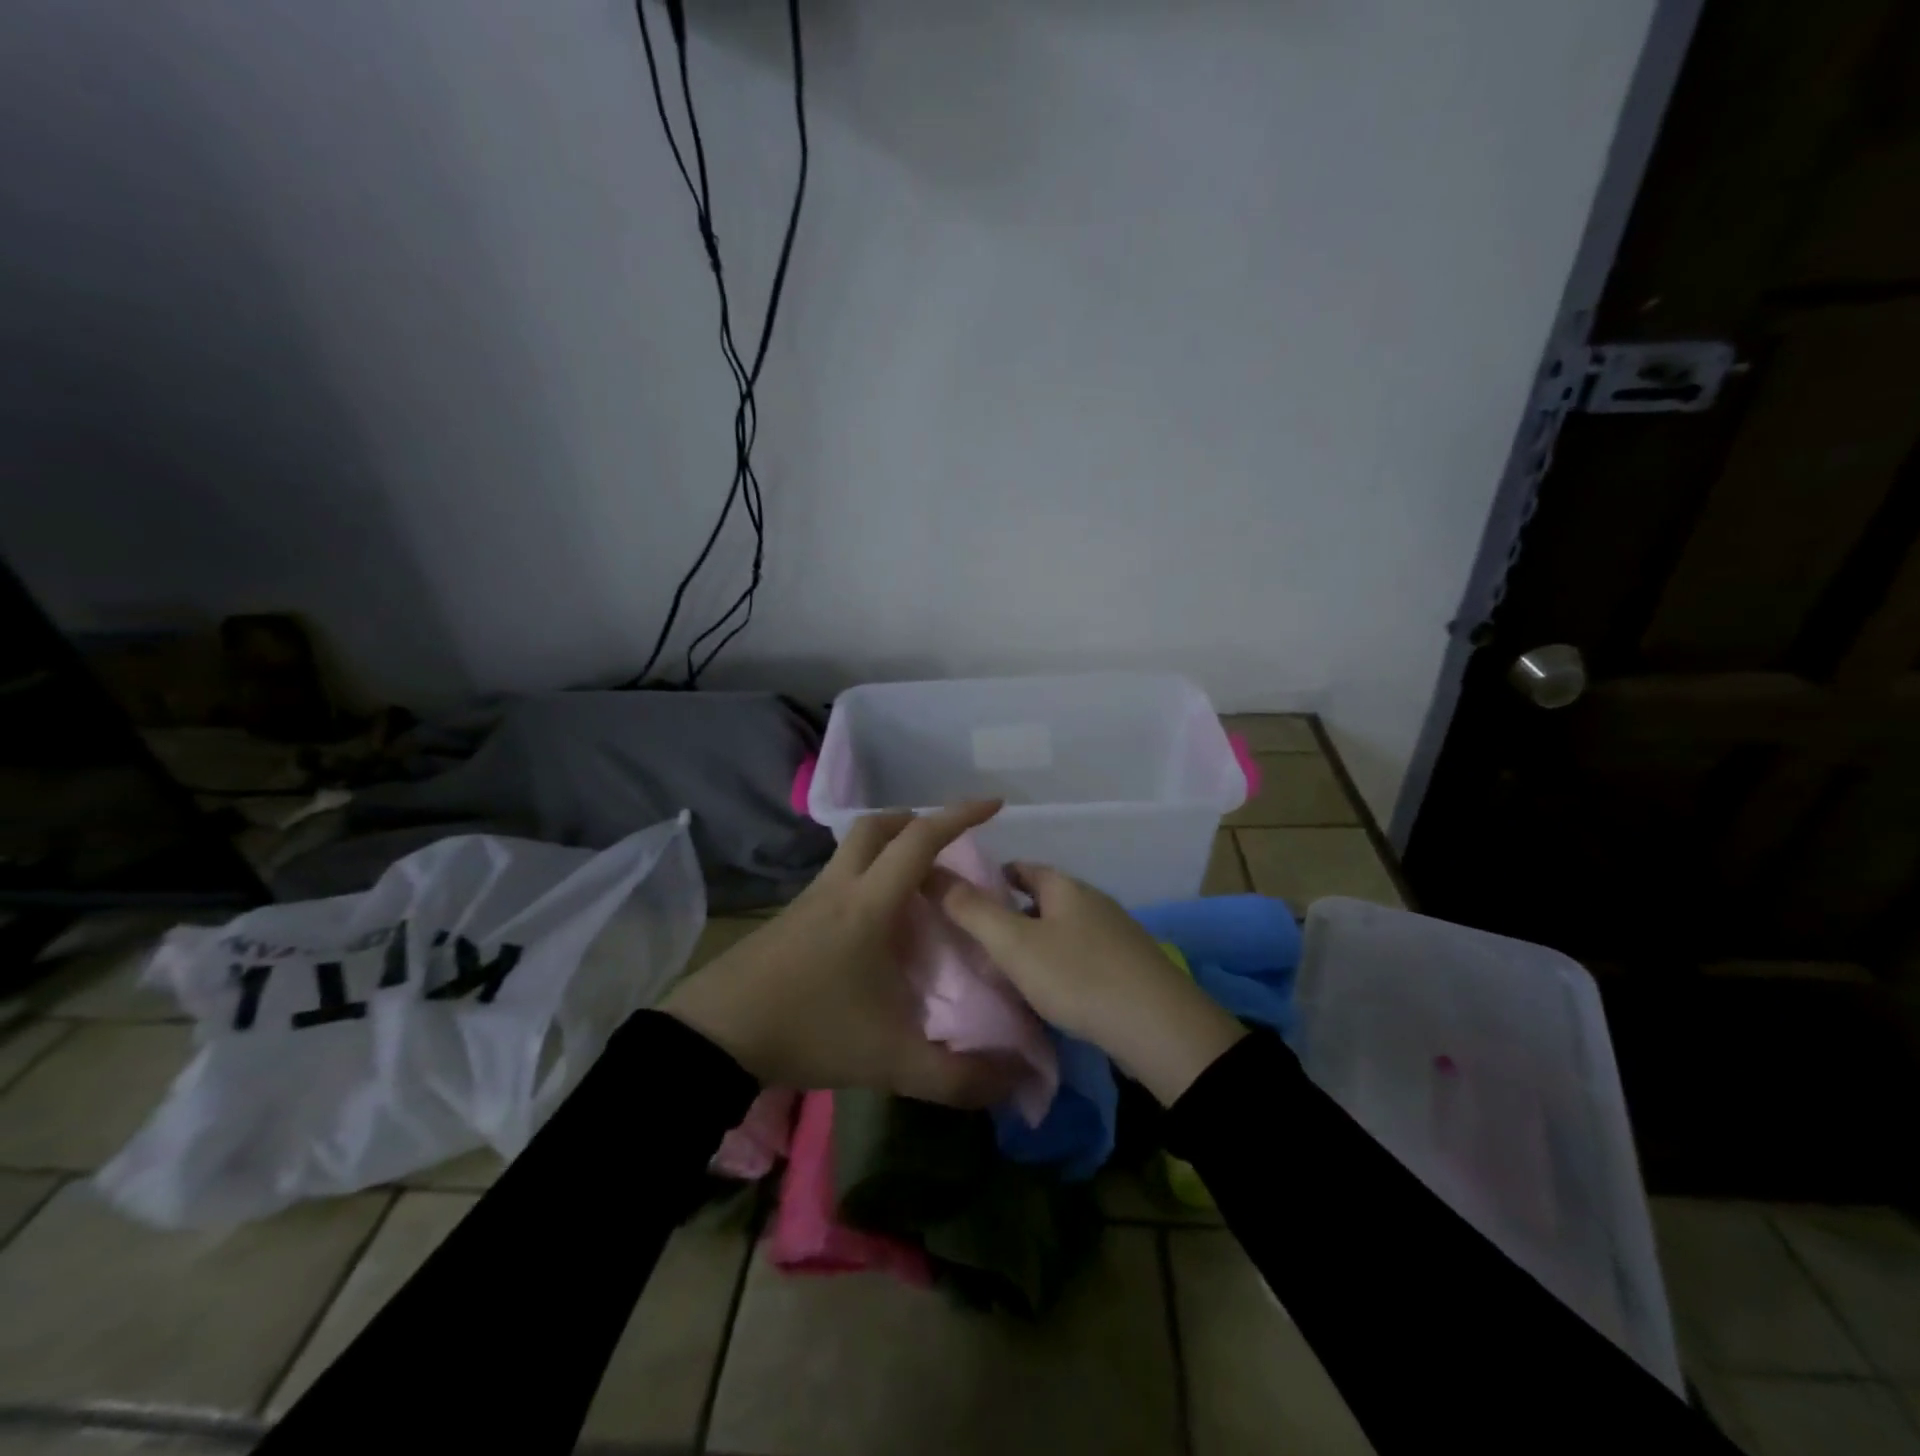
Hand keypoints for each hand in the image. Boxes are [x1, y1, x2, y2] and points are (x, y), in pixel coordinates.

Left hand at [661, 800, 1019, 1106]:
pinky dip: (865, 878)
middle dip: (916, 822)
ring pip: (852, 849)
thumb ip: (955, 1077)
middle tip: (946, 847)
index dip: (959, 816)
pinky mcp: (789, 918)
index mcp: (870, 904)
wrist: (714, 1037)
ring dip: (887, 849)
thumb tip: (1014, 1082)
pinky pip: (836, 877)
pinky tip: (874, 923)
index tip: (993, 806)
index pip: (920, 840)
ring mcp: (808, 899)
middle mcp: (839, 887)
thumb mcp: (890, 1061)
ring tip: (916, 887)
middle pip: (877, 826)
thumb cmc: (809, 1031)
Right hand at [934, 862, 1245, 1105]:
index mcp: (1065, 887)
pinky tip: (1050, 992)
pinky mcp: (1130, 967)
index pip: (1022, 868)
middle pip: (1043, 899)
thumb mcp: (1014, 944)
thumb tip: (934, 874)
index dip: (992, 877)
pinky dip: (1060, 966)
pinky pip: (1083, 956)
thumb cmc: (1078, 976)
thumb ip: (972, 910)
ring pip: (1063, 930)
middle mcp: (1093, 901)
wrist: (1159, 1027)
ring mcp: (1116, 934)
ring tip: (1008, 971)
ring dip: (1036, 943)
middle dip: (1012, 914)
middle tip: (979, 941)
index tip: (965, 899)